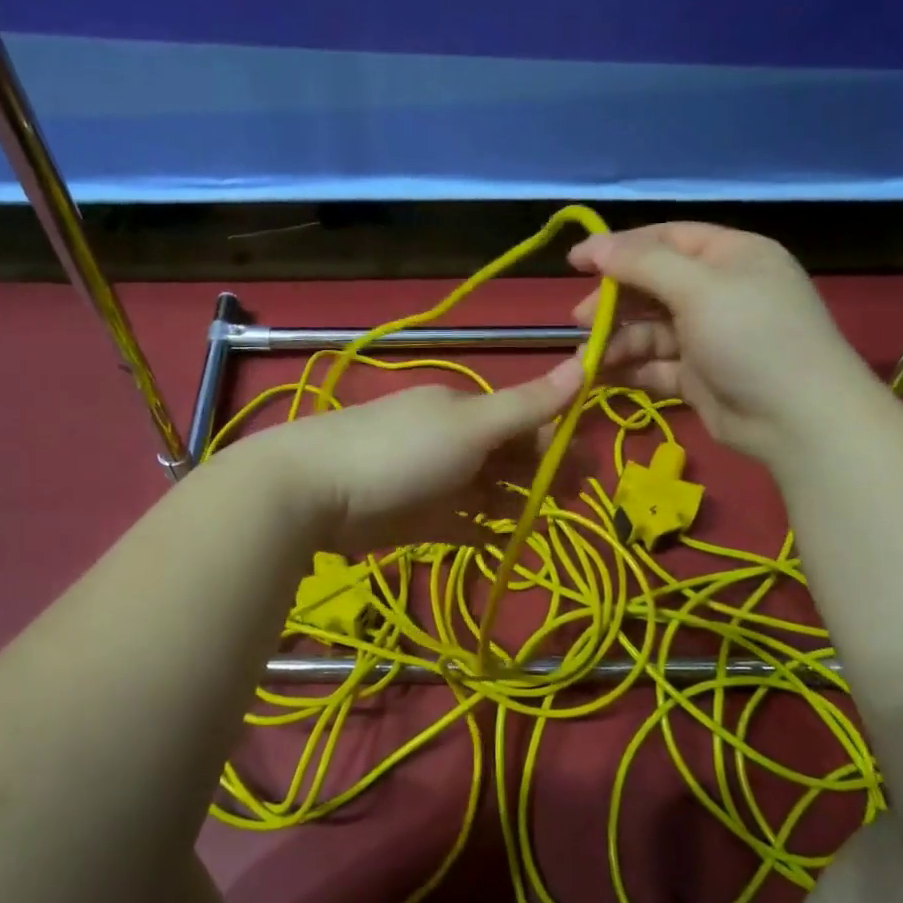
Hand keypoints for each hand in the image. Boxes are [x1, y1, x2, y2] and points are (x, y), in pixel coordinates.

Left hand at [236, 358, 586, 555]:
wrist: (314, 492)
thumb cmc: (401, 452)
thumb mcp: (471, 426)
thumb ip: (527, 405)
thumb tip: (585, 361)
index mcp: (463, 410)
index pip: (522, 420)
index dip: (557, 440)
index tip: (588, 468)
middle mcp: (449, 441)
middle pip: (507, 457)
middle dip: (541, 475)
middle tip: (574, 500)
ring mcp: (430, 481)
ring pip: (485, 491)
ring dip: (515, 503)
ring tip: (544, 522)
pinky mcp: (413, 518)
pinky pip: (458, 523)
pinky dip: (480, 529)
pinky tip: (502, 541)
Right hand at [568, 221, 876, 459]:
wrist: (796, 418)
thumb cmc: (751, 336)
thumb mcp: (699, 288)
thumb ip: (643, 265)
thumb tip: (596, 246)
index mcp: (730, 256)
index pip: (666, 239)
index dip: (618, 247)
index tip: (575, 262)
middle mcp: (719, 291)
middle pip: (653, 285)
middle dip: (614, 300)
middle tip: (579, 318)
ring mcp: (709, 337)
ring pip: (650, 330)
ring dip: (617, 340)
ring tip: (587, 357)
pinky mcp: (699, 376)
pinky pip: (655, 365)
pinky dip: (630, 368)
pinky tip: (602, 375)